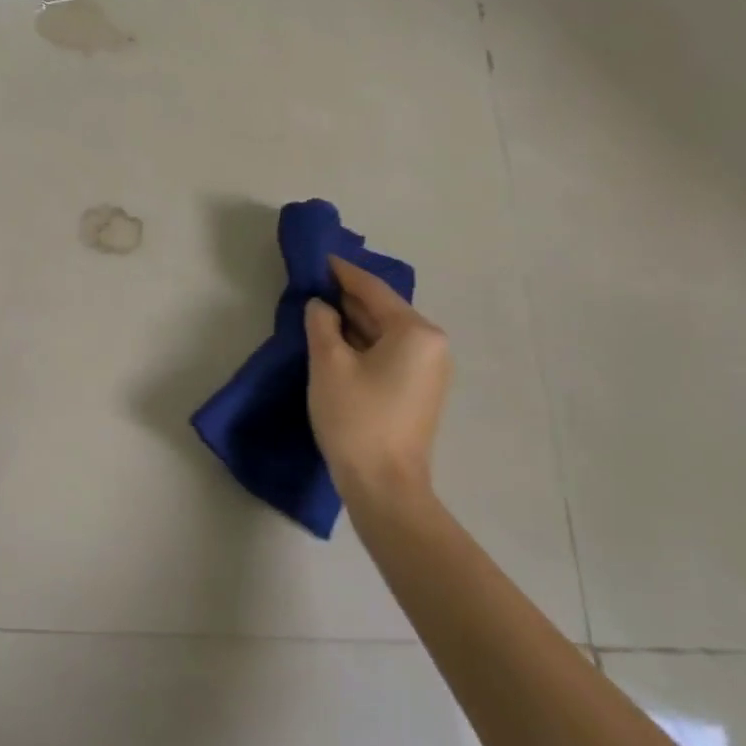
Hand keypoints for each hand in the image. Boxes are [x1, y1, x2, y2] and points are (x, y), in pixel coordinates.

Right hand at [304, 254, 449, 510]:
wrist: (385, 487)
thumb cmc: (357, 419)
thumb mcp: (329, 365)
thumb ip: (321, 324)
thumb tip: (321, 306)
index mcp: (415, 331)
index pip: (373, 289)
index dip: (343, 272)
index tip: (319, 257)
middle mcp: (432, 344)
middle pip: (383, 309)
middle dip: (348, 297)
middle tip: (314, 284)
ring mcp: (430, 370)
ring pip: (386, 333)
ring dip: (354, 322)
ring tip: (321, 310)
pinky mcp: (420, 391)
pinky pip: (390, 353)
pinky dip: (365, 344)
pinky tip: (339, 343)